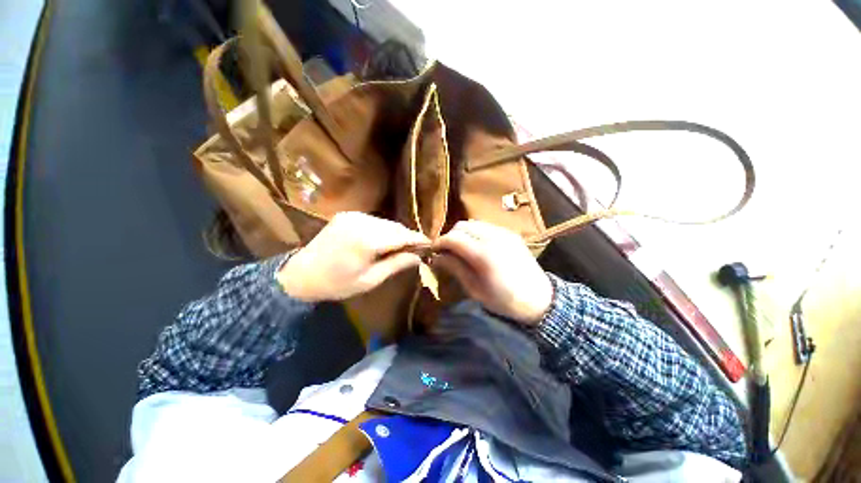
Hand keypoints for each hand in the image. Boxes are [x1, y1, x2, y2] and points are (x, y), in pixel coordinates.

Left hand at [277, 212, 429, 301]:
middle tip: (418, 247)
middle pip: (395, 227)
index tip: (430, 244)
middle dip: (408, 236)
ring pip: (385, 222)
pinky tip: (385, 240)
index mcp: (368, 240)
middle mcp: (362, 222)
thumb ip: (396, 265)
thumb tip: (418, 257)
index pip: (401, 235)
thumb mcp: (370, 280)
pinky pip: (374, 220)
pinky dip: (384, 229)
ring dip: (396, 233)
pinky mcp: (347, 215)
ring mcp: (353, 216)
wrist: (300, 275)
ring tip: (403, 245)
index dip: (417, 239)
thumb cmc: (337, 284)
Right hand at [433, 220, 552, 325]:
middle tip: (446, 251)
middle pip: (462, 226)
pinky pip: (486, 226)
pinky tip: (476, 246)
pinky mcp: (510, 233)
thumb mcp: (475, 290)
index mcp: (483, 254)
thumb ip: (455, 268)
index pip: (453, 238)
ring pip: (473, 223)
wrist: (539, 299)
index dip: (439, 242)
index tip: (433, 251)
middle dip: (450, 236)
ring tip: (460, 248)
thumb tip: (437, 257)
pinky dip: (475, 232)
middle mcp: (493, 237)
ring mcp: (503, 232)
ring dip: (462, 233)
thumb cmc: (504, 300)